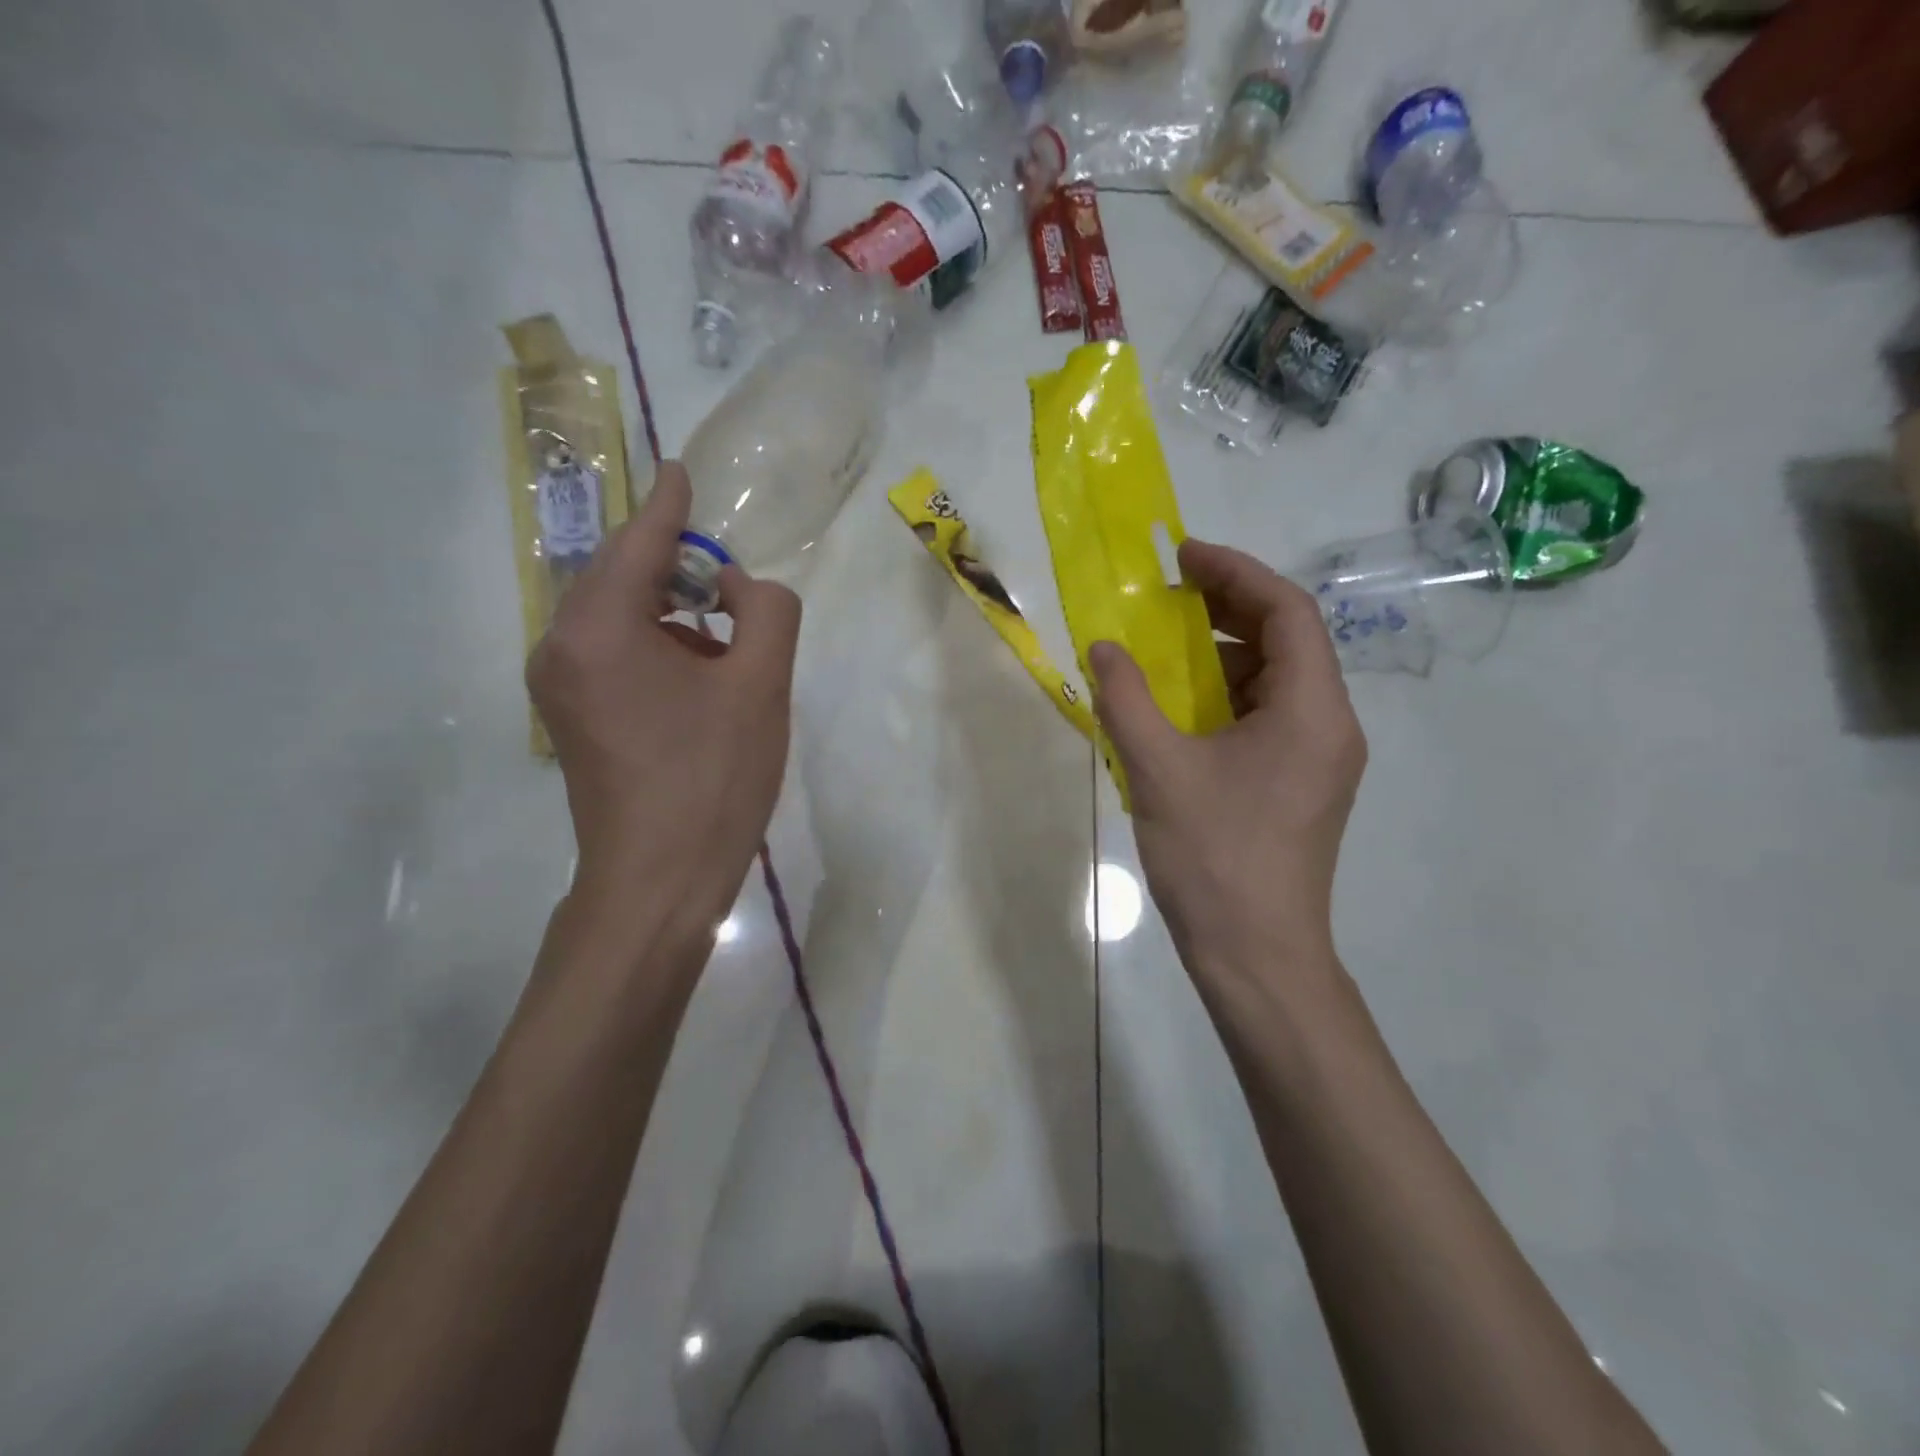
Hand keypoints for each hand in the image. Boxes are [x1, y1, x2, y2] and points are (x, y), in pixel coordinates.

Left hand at [526, 462, 800, 943]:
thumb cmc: (714, 779)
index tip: (683, 470)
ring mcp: (558, 684)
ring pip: (616, 615)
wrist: (661, 879)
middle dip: (674, 563)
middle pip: (620, 574)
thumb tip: (739, 589)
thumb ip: (766, 610)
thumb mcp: (761, 685)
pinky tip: (698, 670)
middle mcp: (561, 645)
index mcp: (599, 628)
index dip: (670, 505)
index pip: (639, 542)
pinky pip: (611, 651)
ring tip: (724, 631)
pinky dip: (655, 642)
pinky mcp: (570, 715)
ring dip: (669, 608)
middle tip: (728, 573)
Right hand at [1089, 539, 1365, 993]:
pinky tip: (1182, 707)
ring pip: (1278, 679)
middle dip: (1229, 607)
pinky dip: (1227, 695)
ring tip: (1167, 648)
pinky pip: (1269, 715)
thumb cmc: (1213, 858)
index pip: (1287, 611)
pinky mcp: (1303, 784)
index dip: (1236, 572)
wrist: (1257, 955)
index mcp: (1311, 710)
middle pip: (1288, 639)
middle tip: (1169, 595)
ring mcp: (1321, 758)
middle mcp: (1330, 724)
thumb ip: (1126, 699)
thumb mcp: (1158, 770)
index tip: (1182, 557)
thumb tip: (1104, 648)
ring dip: (1225, 653)